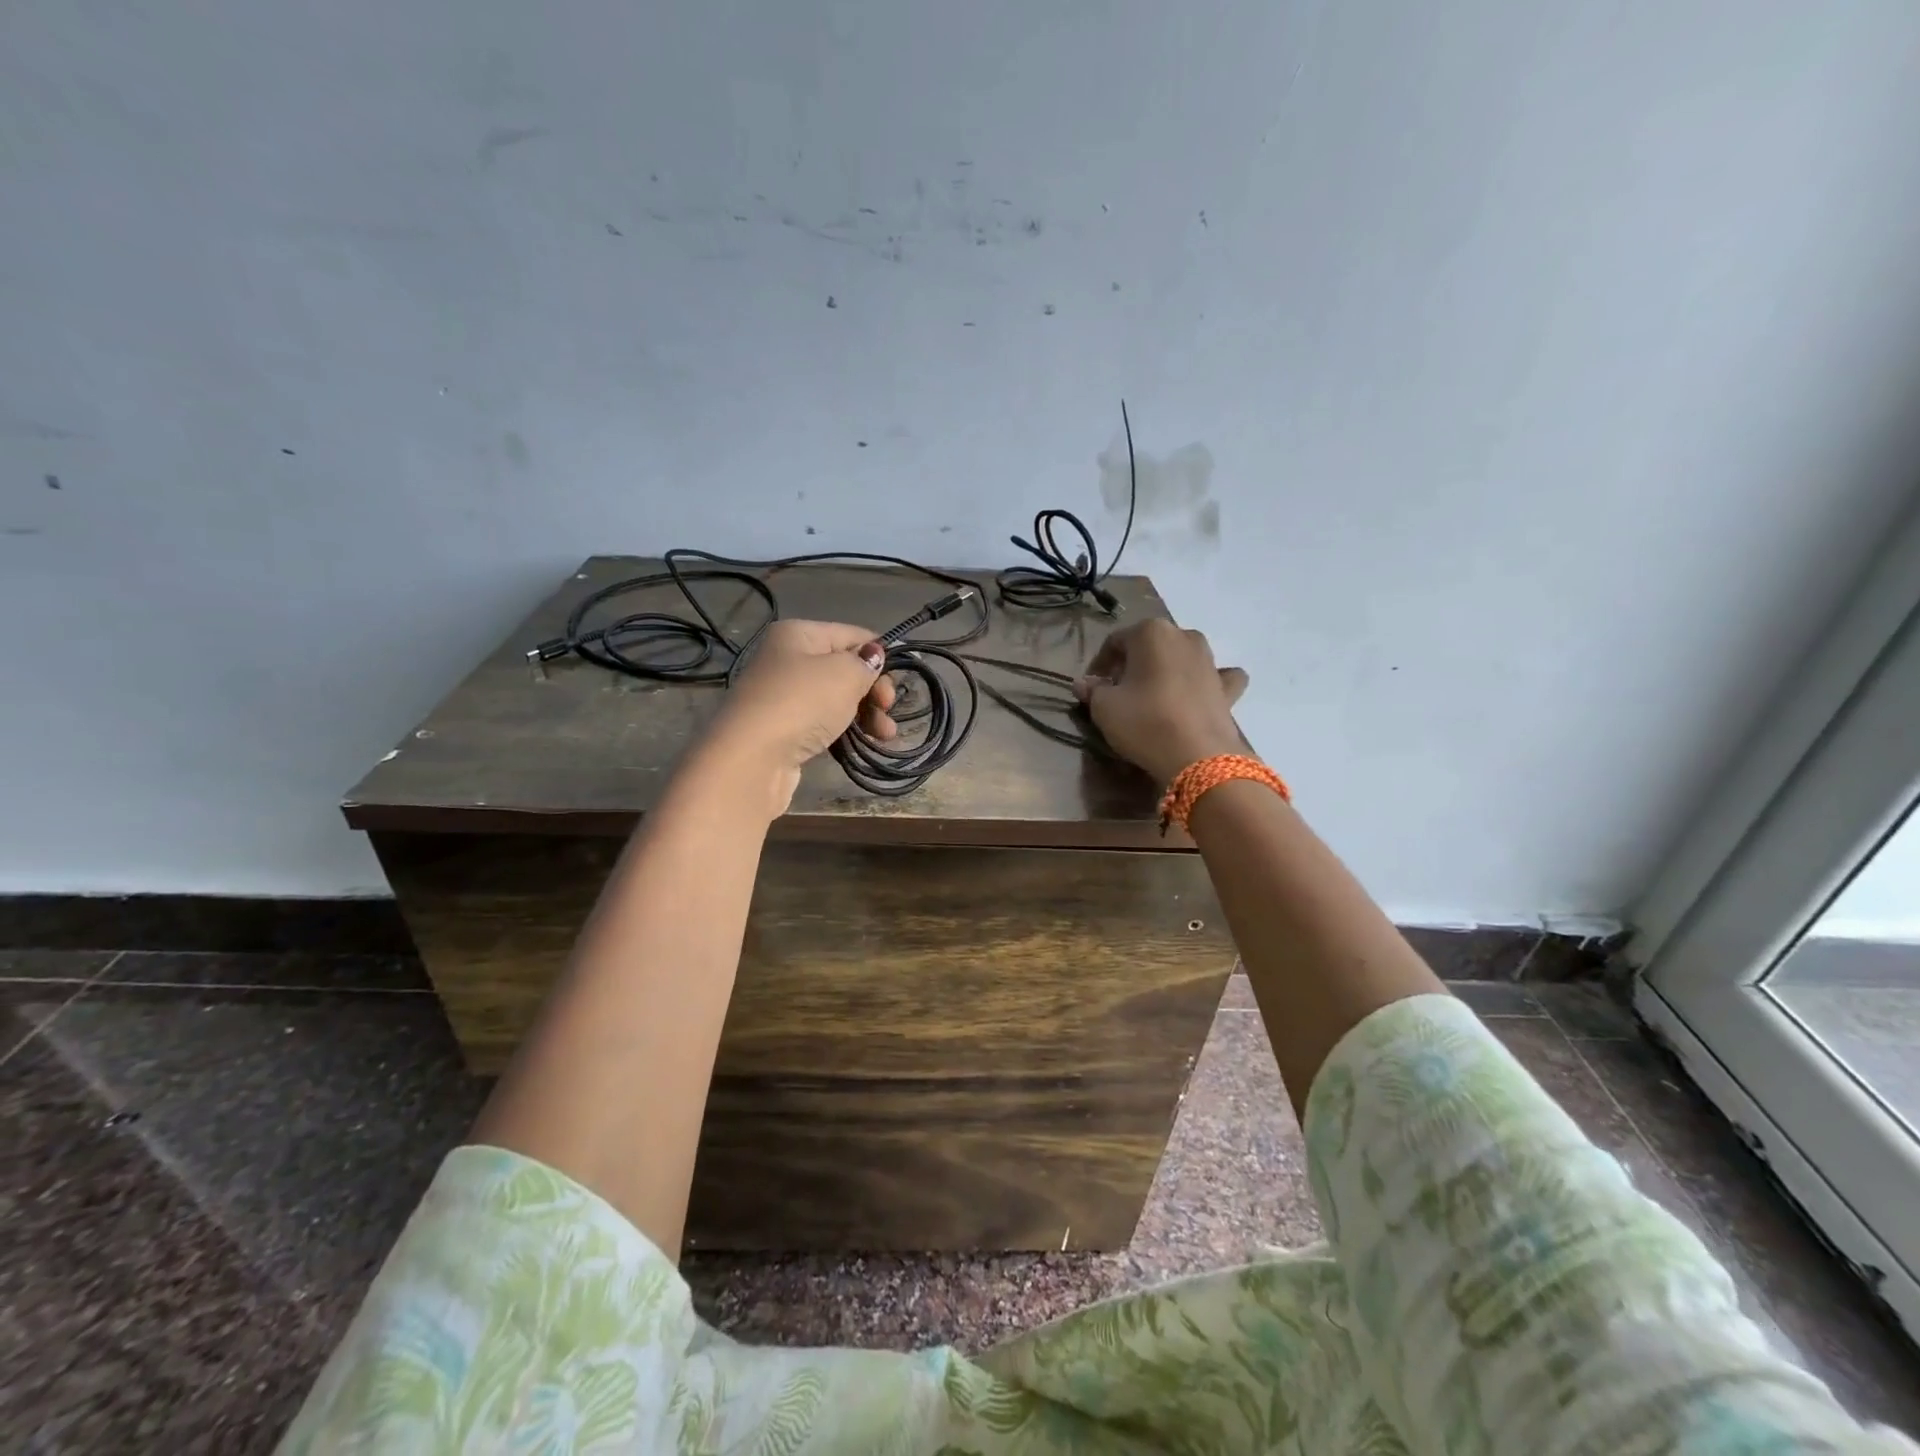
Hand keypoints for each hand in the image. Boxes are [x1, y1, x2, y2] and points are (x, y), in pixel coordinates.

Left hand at [701, 620, 897, 810]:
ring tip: (885, 736)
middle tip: (887, 711)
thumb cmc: (802, 703)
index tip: (898, 682)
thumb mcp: (845, 674)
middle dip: (874, 690)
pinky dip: (846, 731)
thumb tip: (873, 656)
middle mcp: (788, 659)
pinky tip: (864, 744)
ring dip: (866, 715)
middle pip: (845, 668)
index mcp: (799, 634)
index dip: (879, 656)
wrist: (752, 758)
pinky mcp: (785, 729)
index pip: (852, 635)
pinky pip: (824, 723)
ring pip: (837, 699)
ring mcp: (784, 696)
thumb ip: (866, 663)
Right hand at [1072, 620, 1250, 785]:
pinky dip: (1206, 683)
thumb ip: (1092, 691)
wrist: (1198, 756)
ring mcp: (1211, 661)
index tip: (1091, 688)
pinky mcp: (1229, 688)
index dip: (1099, 665)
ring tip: (1152, 697)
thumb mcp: (1104, 707)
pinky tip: (1198, 695)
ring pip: (1181, 658)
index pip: (1115, 642)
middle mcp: (1184, 636)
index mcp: (1151, 632)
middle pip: (1149, 647)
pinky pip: (1216, 678)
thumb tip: (1085, 684)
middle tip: (1118, 692)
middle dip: (1132, 666)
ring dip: (1166, 671)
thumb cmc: (1144, 722)